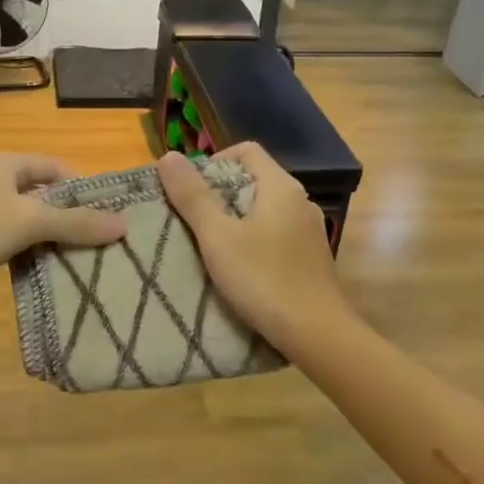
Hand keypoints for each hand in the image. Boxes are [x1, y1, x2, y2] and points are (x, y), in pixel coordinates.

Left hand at [0, 152, 123, 313]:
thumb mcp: (29, 222)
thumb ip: (75, 222)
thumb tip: (123, 224)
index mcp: (6, 164)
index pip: (58, 167)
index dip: (85, 188)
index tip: (111, 215)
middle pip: (46, 195)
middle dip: (73, 216)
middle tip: (105, 241)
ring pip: (32, 221)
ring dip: (55, 238)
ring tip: (87, 259)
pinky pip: (16, 241)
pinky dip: (35, 252)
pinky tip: (53, 270)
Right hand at [156, 144, 347, 351]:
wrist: (315, 332)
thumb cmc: (263, 279)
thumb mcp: (218, 237)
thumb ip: (193, 196)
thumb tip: (168, 156)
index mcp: (281, 187)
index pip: (246, 151)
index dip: (212, 162)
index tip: (188, 190)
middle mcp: (300, 202)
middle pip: (254, 180)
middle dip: (218, 194)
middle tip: (189, 219)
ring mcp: (308, 231)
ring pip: (263, 211)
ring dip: (234, 220)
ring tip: (207, 245)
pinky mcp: (309, 258)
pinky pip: (274, 235)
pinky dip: (251, 241)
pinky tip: (236, 268)